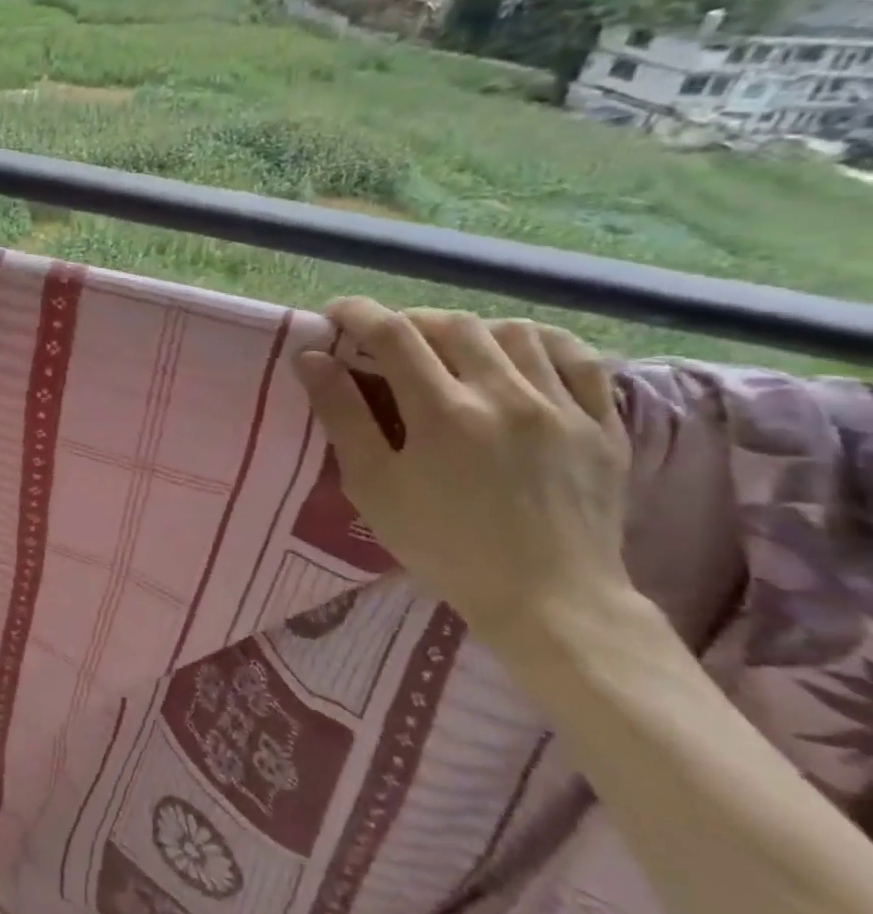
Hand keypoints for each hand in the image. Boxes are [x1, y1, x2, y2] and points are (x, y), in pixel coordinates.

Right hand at [295, 298, 635, 653]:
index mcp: (443, 412)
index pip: (393, 334)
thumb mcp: (373, 485)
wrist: (549, 600)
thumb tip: (310, 359)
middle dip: (410, 321)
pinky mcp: (602, 424)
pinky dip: (540, 344)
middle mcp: (505, 394)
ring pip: (514, 332)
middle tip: (387, 341)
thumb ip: (341, 415)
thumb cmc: (443, 545)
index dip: (358, 314)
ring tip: (451, 351)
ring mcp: (562, 406)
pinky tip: (518, 356)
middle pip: (452, 324)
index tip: (335, 314)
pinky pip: (579, 358)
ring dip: (471, 330)